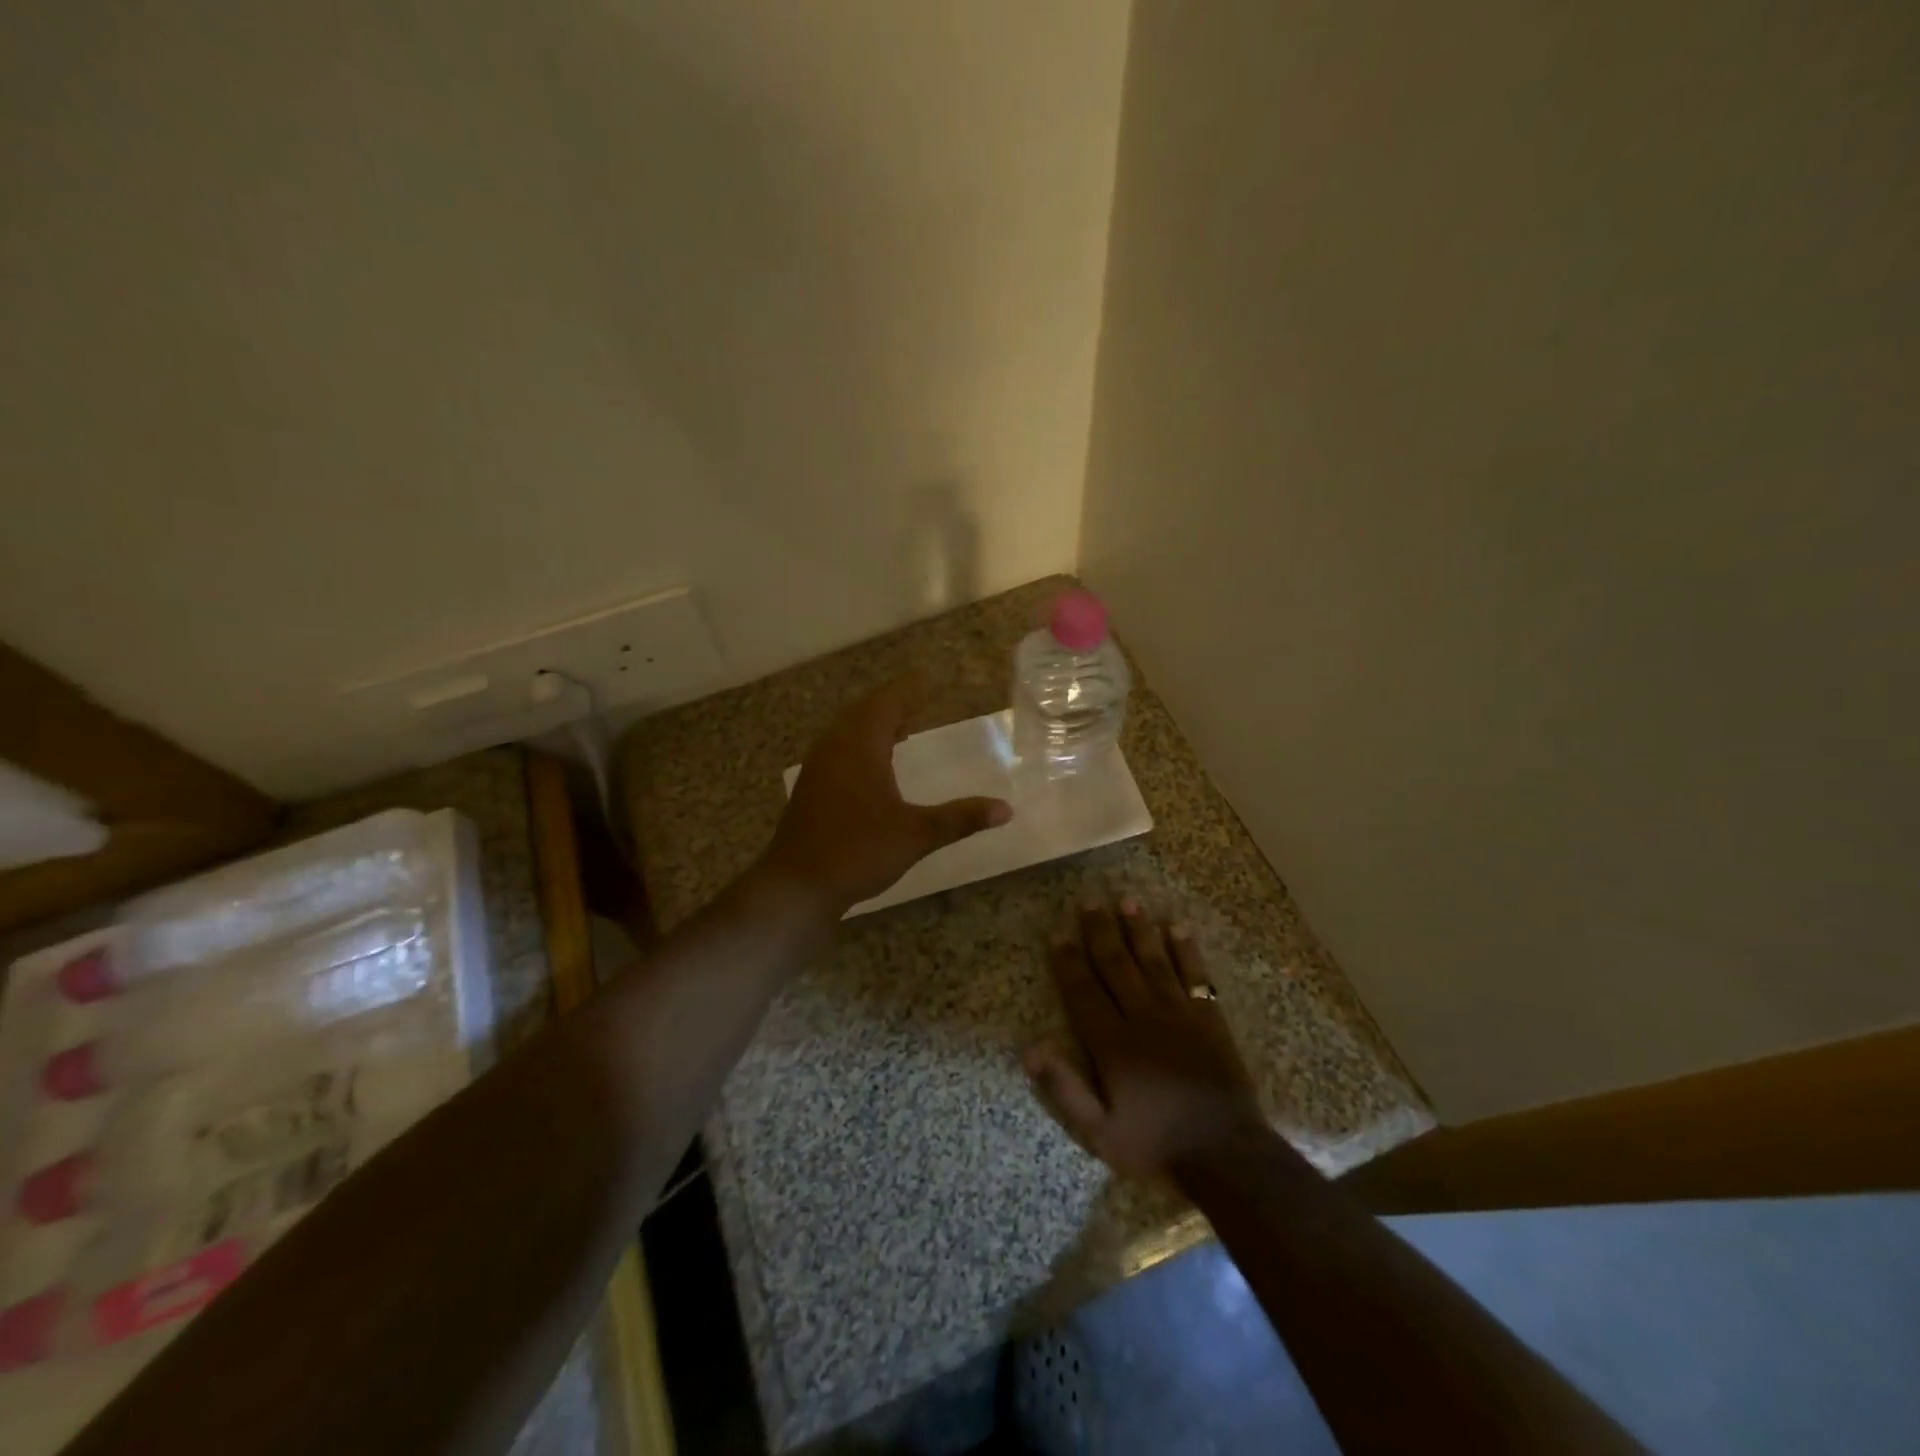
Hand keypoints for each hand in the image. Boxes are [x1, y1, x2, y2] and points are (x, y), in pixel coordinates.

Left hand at [760, 679, 1011, 912]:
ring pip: (847, 730)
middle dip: (893, 704)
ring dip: (874, 724)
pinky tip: (873, 766)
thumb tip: (1006, 809)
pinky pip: (838, 748)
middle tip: (920, 702)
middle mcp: (835, 746)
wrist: (797, 885)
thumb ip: (960, 819)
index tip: (930, 680)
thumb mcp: (916, 835)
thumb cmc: (858, 851)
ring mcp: (818, 766)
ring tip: (901, 729)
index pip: (888, 702)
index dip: (909, 689)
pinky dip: (860, 744)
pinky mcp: (810, 786)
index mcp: (861, 746)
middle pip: (865, 711)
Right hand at [1025, 898, 1265, 1182]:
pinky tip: (1178, 927)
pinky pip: (1196, 975)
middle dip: (1100, 931)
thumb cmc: (1155, 1145)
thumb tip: (1029, 1049)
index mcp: (1112, 1043)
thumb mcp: (1099, 1132)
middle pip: (1116, 965)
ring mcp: (1179, 1013)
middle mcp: (1143, 1017)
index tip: (1058, 932)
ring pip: (1154, 961)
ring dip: (1139, 930)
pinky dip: (1187, 950)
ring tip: (1127, 900)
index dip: (1068, 960)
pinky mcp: (1210, 1018)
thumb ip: (1064, 1088)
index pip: (1083, 991)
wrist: (1226, 1154)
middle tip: (1089, 900)